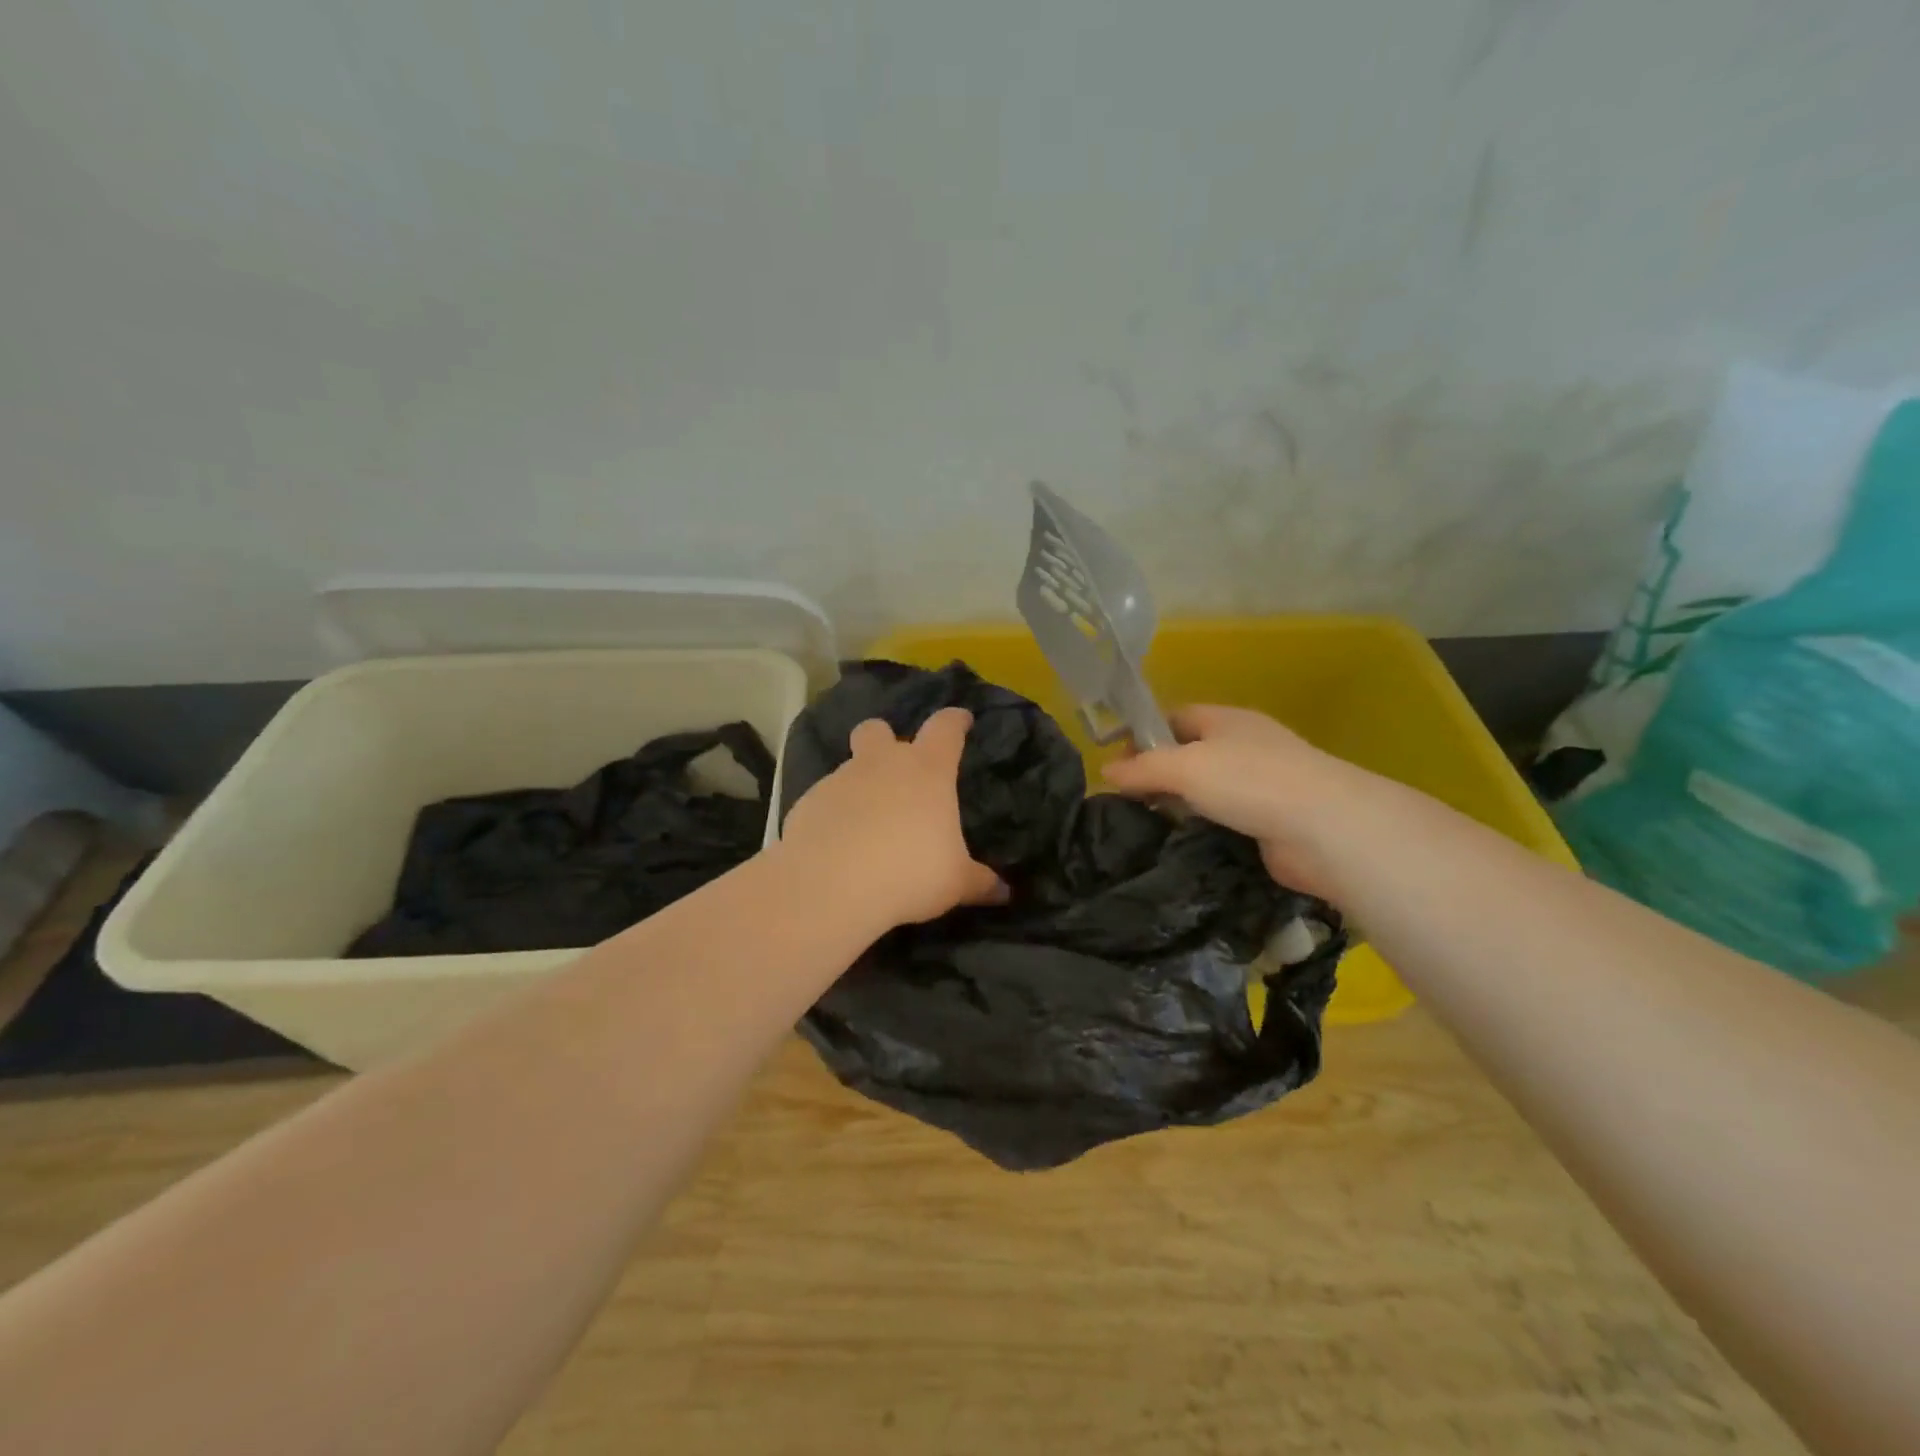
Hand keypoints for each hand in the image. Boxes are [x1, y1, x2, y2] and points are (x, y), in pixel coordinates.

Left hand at [780, 707, 1006, 927]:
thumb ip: (979, 882)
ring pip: (849, 768)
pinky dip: (833, 815)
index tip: (962, 721)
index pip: (945, 728)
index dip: (955, 721)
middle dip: (885, 739)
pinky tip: (837, 846)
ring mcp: (840, 779)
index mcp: (927, 770)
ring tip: (867, 825)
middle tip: (895, 768)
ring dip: (859, 786)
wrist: (831, 885)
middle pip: (879, 729)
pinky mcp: (807, 803)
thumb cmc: (909, 872)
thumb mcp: (954, 883)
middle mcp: (882, 764)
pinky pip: (825, 801)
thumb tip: (1004, 892)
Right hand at [1103, 705, 1374, 899]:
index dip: (1143, 735)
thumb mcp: (1184, 767)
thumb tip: (1104, 771)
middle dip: (1157, 773)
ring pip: (1206, 790)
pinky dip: (1201, 828)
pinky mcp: (1268, 822)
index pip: (1175, 717)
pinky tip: (1179, 844)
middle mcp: (1244, 746)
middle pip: (1189, 753)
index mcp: (1226, 720)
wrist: (1324, 828)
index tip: (1115, 764)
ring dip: (1179, 805)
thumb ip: (1142, 768)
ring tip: (1143, 825)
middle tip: (1124, 801)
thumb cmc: (1249, 781)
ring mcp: (1260, 785)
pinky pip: (1223, 819)